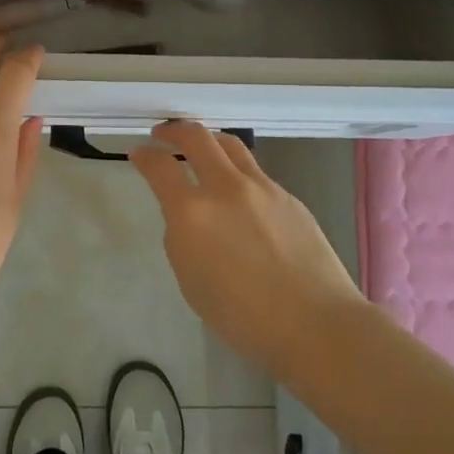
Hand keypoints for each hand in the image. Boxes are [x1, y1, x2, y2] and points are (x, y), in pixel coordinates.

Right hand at [129, 121, 363, 375]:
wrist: (315, 323)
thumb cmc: (244, 317)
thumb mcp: (192, 282)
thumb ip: (182, 239)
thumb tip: (187, 217)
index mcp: (193, 213)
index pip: (160, 167)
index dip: (144, 155)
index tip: (138, 153)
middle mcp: (226, 188)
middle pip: (197, 137)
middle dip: (174, 131)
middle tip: (164, 134)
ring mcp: (262, 187)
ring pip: (230, 144)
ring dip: (209, 140)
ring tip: (201, 148)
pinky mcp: (287, 196)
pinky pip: (255, 172)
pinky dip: (237, 171)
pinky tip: (239, 194)